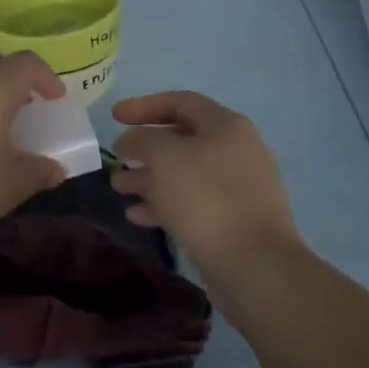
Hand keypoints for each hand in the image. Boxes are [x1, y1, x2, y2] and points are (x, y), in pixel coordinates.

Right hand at [110, 91, 301, 272]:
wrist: (254, 265)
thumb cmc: (206, 198)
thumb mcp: (164, 158)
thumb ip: (141, 139)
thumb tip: (131, 140)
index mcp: (226, 126)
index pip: (181, 102)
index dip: (144, 106)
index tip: (114, 116)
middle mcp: (237, 150)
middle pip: (183, 139)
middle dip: (145, 148)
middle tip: (116, 156)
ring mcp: (239, 187)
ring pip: (185, 174)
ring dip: (149, 178)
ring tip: (118, 188)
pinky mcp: (234, 220)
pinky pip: (193, 202)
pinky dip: (164, 204)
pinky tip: (137, 216)